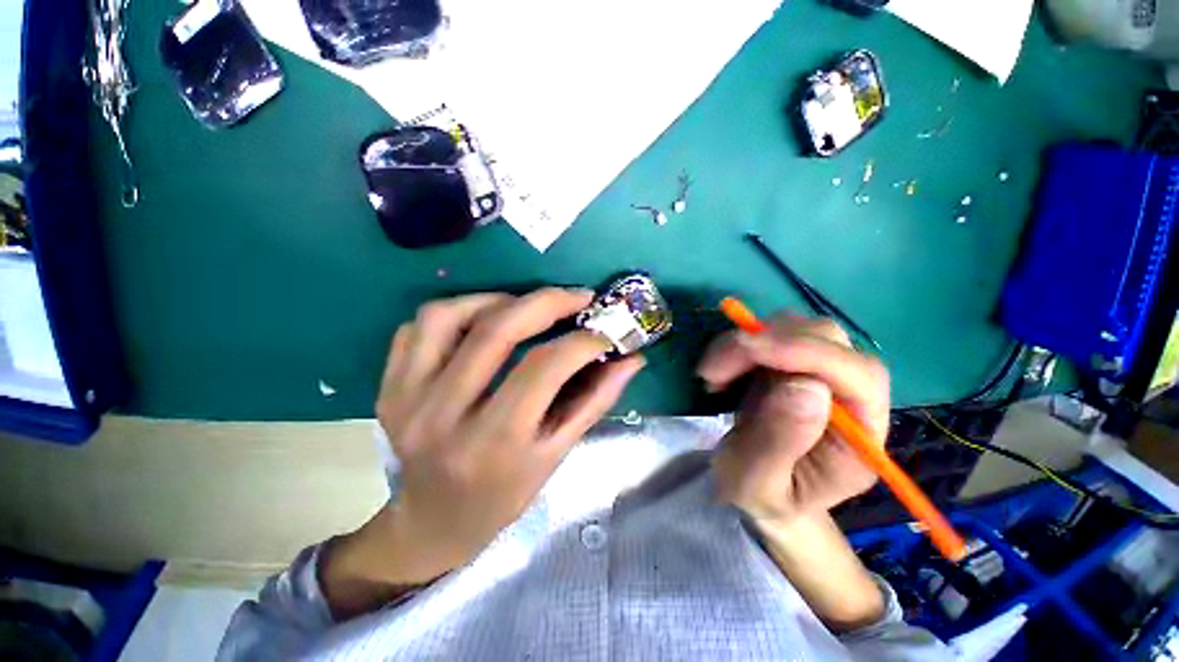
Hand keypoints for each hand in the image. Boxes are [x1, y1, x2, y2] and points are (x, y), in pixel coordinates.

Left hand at [373, 289, 643, 579]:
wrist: (433, 520)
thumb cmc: (504, 495)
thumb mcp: (556, 454)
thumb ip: (595, 400)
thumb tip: (631, 358)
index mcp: (493, 443)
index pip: (543, 369)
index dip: (582, 342)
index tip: (605, 331)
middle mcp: (443, 416)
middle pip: (497, 332)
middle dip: (547, 302)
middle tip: (578, 296)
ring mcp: (407, 397)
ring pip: (450, 316)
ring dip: (499, 299)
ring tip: (528, 306)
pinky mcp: (388, 385)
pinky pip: (420, 325)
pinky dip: (458, 309)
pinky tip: (484, 319)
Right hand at [697, 315, 889, 525]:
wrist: (759, 492)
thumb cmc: (763, 497)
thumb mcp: (758, 484)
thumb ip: (780, 443)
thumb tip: (804, 385)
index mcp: (861, 434)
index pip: (856, 374)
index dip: (804, 352)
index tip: (746, 349)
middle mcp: (851, 394)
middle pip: (825, 337)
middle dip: (765, 343)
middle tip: (714, 372)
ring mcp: (819, 372)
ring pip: (793, 327)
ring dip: (745, 342)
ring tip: (714, 377)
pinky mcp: (790, 363)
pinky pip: (767, 333)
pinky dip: (737, 344)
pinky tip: (721, 371)